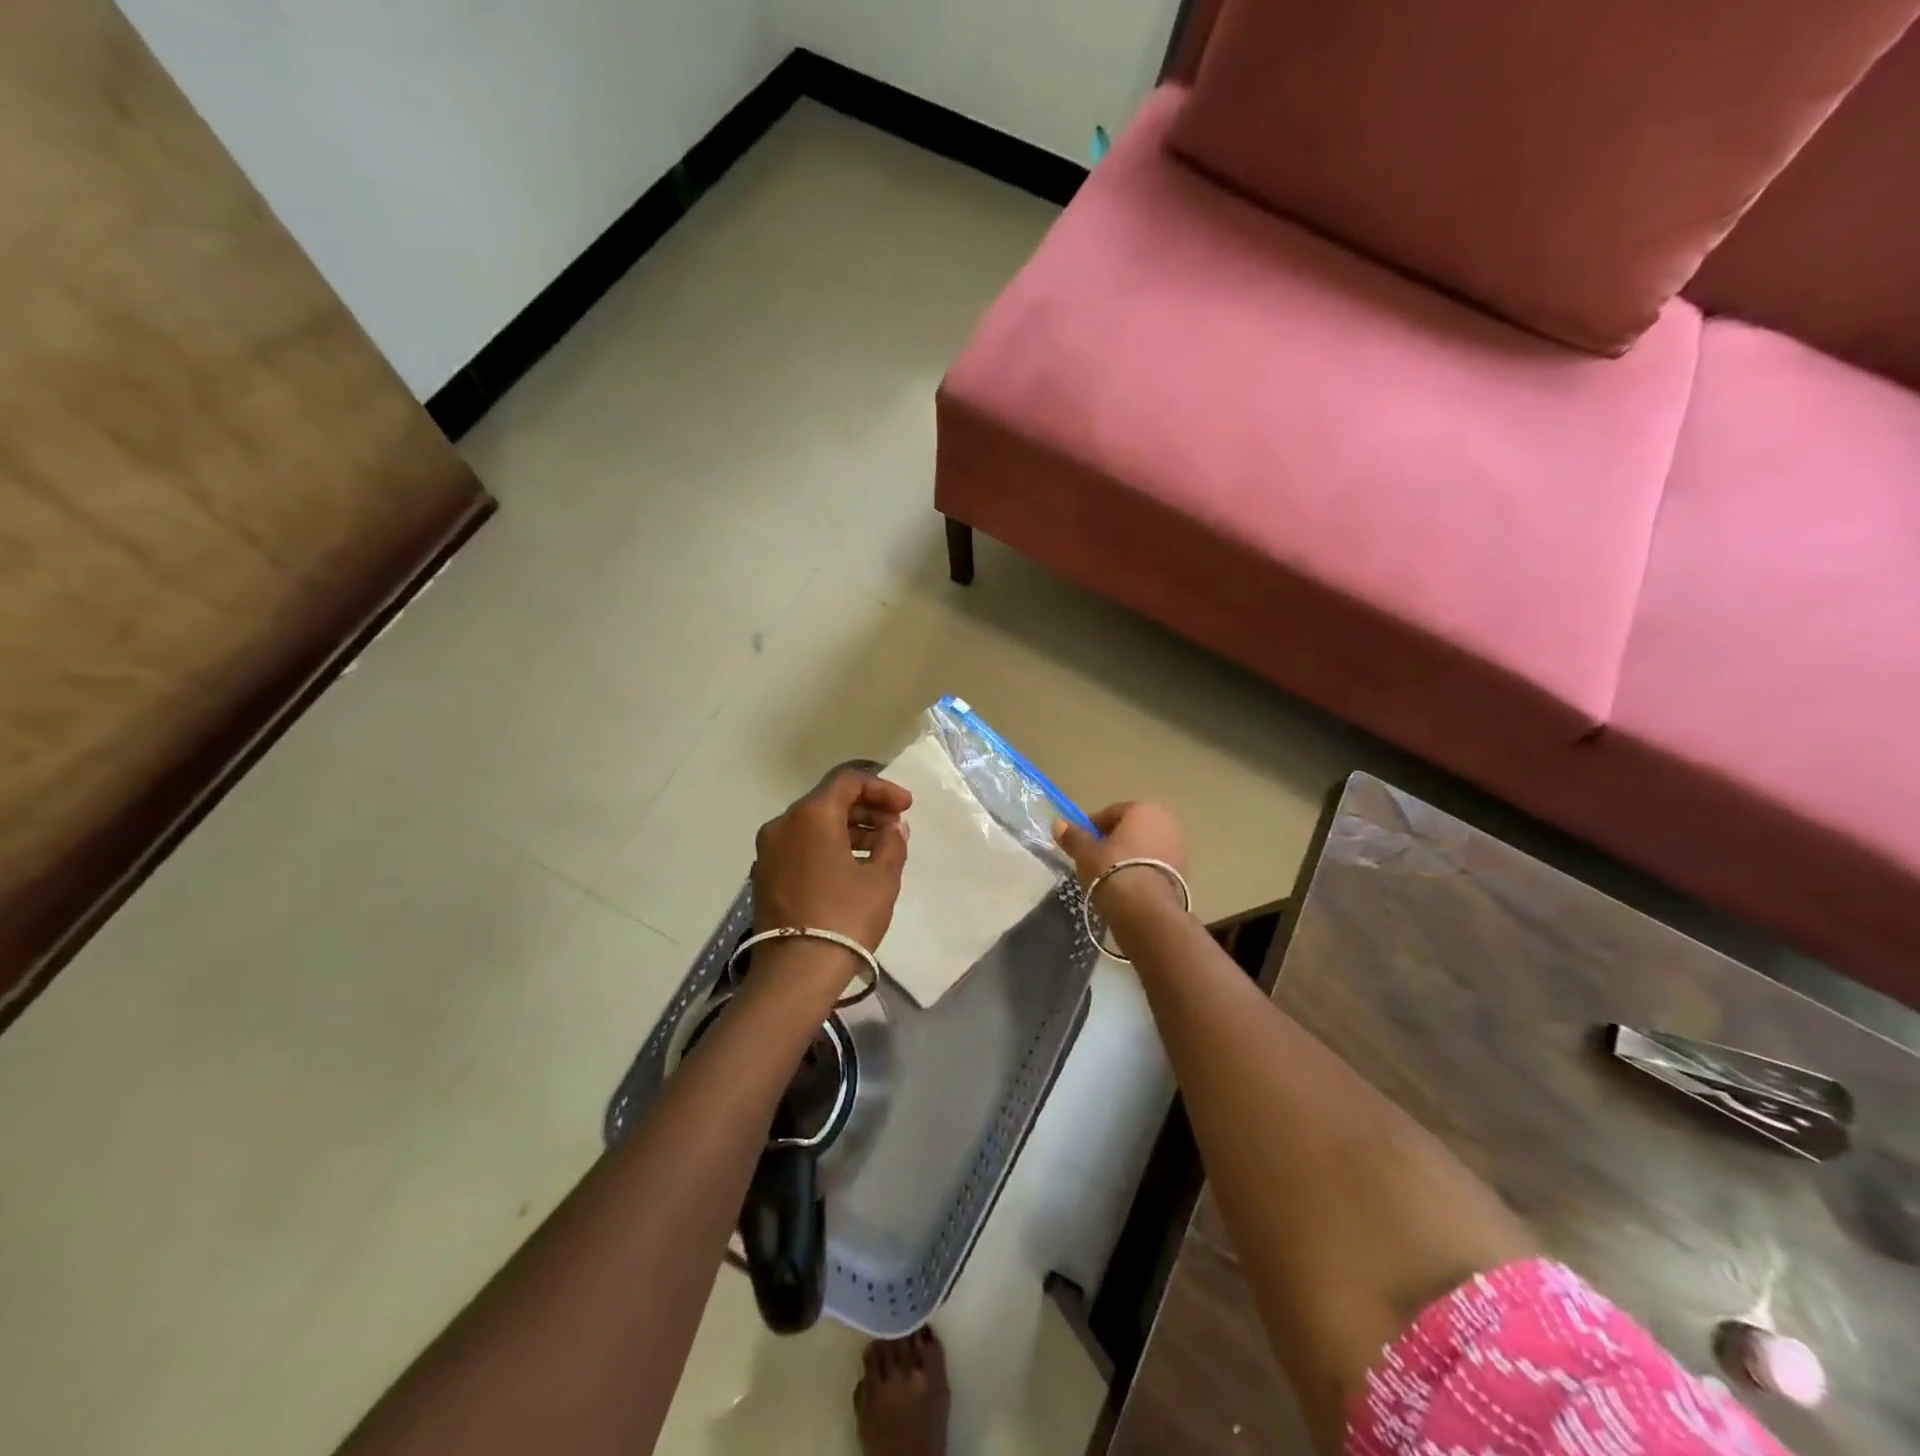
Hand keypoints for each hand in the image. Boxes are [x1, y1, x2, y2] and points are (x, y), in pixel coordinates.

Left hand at [753, 768, 912, 951]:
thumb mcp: (882, 879)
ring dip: (848, 829)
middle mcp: (783, 824)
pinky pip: (800, 846)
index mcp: (811, 815)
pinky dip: (827, 846)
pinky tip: (852, 867)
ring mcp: (769, 851)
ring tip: (879, 848)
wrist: (796, 972)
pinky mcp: (765, 876)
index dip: (882, 788)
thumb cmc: (845, 918)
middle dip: (866, 809)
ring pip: (813, 825)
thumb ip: (892, 843)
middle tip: (895, 825)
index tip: (906, 806)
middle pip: (828, 801)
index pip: (848, 781)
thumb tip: (893, 827)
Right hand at [1053, 802, 1186, 917]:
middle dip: (1115, 840)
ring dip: (1130, 856)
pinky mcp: (1185, 871)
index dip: (1092, 827)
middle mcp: (1166, 821)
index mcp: (1143, 808)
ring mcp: (1179, 846)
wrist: (1145, 909)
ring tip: (1111, 875)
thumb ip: (1073, 836)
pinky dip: (1143, 870)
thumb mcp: (1085, 852)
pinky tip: (1129, 886)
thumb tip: (1058, 824)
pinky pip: (1156, 864)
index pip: (1111, 812)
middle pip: (1132, 828)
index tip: (1081, 843)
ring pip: (1145, 846)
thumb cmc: (1112, 869)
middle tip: (1095, 858)